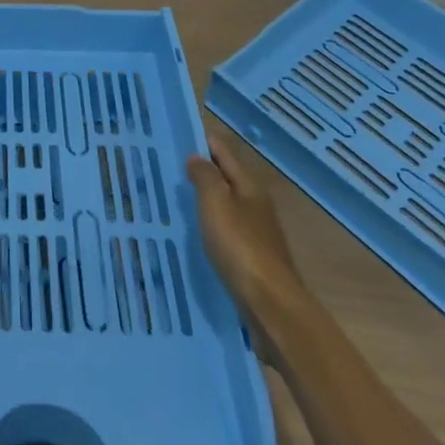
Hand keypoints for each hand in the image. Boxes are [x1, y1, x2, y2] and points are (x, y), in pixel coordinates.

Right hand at [187, 131, 303, 323]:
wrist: (272, 308)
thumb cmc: (241, 248)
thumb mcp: (216, 204)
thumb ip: (205, 177)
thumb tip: (197, 157)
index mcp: (250, 188)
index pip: (224, 154)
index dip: (205, 143)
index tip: (181, 135)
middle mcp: (257, 207)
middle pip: (228, 181)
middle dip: (205, 173)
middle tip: (173, 169)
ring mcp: (259, 236)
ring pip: (228, 209)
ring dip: (208, 203)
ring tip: (180, 202)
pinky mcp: (255, 263)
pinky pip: (228, 234)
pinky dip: (213, 229)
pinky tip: (198, 237)